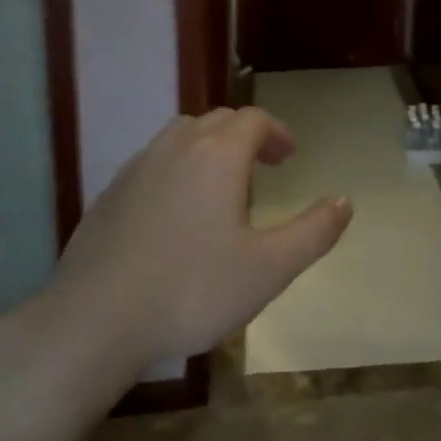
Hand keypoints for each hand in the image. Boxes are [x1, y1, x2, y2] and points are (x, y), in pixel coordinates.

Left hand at [42, 108, 351, 374]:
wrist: (95, 320)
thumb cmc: (192, 290)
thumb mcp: (268, 269)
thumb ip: (313, 232)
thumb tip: (345, 201)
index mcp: (218, 155)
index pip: (254, 120)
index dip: (277, 132)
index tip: (290, 156)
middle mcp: (177, 146)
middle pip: (218, 121)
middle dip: (247, 137)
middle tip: (264, 169)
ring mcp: (138, 166)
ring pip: (182, 136)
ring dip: (210, 147)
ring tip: (222, 186)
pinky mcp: (110, 192)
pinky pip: (154, 161)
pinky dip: (177, 168)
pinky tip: (176, 212)